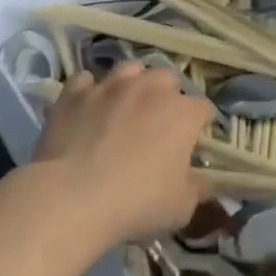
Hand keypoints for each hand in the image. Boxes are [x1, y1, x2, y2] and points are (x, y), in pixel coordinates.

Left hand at [33, 62, 212, 242]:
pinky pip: (86, 81)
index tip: (193, 141)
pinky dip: (91, 91)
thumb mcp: (181, 207)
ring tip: (125, 105)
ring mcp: (109, 86)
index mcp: (182, 113)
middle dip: (168, 94)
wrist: (71, 197)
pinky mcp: (74, 93)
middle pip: (167, 78)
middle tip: (159, 121)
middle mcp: (149, 88)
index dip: (200, 124)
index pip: (203, 108)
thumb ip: (197, 188)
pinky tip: (89, 108)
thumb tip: (202, 180)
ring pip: (129, 69)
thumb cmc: (136, 202)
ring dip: (133, 83)